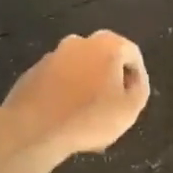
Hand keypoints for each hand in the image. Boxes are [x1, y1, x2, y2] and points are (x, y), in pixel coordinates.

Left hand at [0, 32, 149, 164]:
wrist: (32, 130)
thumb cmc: (89, 118)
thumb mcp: (130, 109)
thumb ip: (139, 89)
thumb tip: (133, 80)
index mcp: (106, 45)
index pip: (131, 53)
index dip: (137, 76)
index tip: (133, 98)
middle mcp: (78, 43)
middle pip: (104, 58)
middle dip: (110, 80)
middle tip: (112, 107)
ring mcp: (52, 56)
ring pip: (79, 69)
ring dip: (87, 87)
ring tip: (87, 117)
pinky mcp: (32, 72)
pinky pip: (58, 80)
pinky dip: (65, 93)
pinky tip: (65, 117)